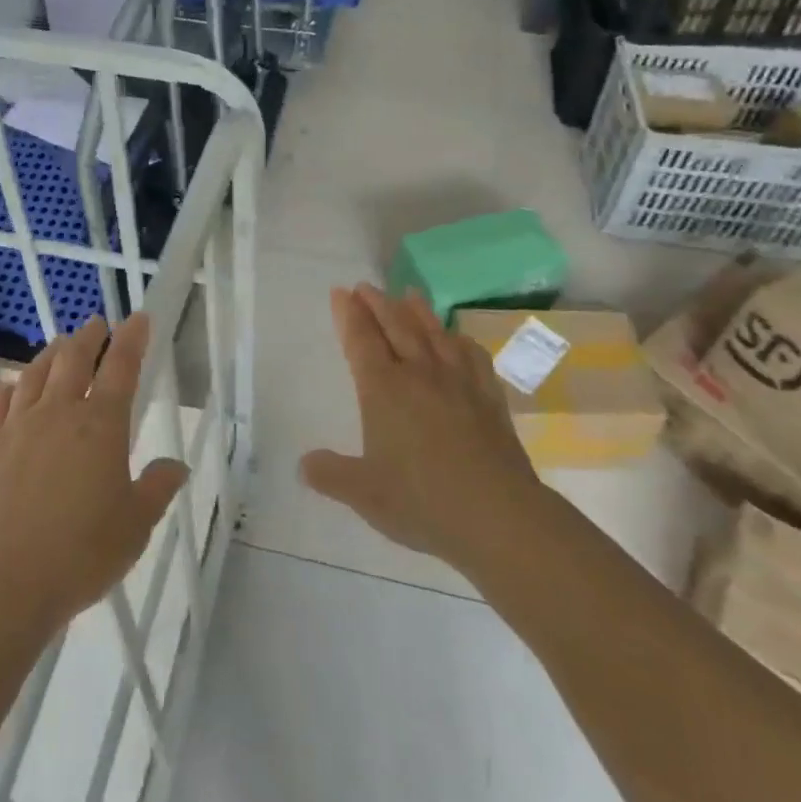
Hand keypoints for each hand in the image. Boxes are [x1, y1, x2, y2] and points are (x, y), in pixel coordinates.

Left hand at [0, 314, 186, 639]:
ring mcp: (17, 428)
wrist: (0, 585)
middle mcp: (59, 414)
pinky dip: (9, 387)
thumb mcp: (135, 526)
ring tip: (61, 344)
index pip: (122, 368)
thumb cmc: (80, 554)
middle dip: (89, 337)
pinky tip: (11, 386)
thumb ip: (157, 489)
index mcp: (101, 426)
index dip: (132, 339)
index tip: (138, 318)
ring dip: (52, 353)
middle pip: (75, 359)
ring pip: (36, 374)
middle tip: (97, 324)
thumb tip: (176, 466)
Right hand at [302, 285, 541, 574]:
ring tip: (408, 294)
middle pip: (396, 326)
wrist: (497, 515)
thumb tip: (303, 464)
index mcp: (384, 390)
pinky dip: (459, 340)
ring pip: (434, 333)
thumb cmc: (422, 501)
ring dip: (418, 311)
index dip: (348, 315)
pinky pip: (472, 356)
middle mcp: (419, 374)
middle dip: (378, 303)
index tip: (341, 292)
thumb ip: (330, 475)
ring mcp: (458, 382)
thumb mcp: (363, 494)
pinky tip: (458, 339)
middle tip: (366, 286)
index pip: (361, 341)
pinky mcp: (489, 397)